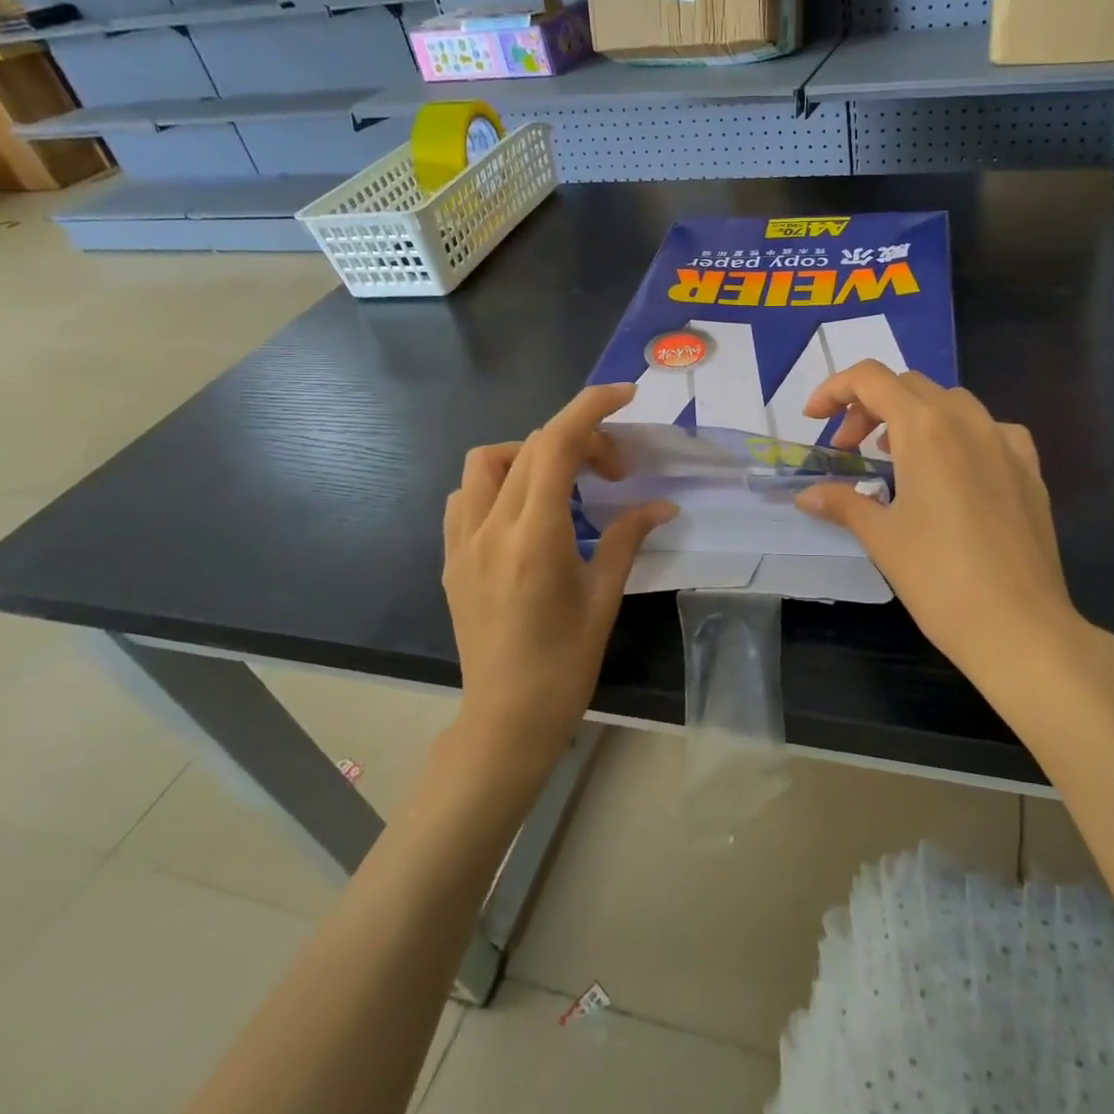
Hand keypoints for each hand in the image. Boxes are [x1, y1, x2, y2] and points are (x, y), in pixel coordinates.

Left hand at [442, 383, 675, 768]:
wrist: (506, 718)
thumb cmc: (565, 664)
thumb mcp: (605, 597)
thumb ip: (629, 538)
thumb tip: (662, 504)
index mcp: (535, 536)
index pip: (556, 444)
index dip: (590, 408)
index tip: (623, 396)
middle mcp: (491, 528)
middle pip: (529, 446)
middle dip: (578, 440)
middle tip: (613, 472)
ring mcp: (463, 543)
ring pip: (487, 463)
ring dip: (530, 455)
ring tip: (563, 485)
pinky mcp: (452, 559)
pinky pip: (466, 497)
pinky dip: (498, 483)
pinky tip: (524, 513)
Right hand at [794, 363, 1112, 696]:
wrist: (1019, 626)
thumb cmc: (939, 579)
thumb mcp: (881, 537)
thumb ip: (843, 503)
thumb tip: (808, 495)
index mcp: (925, 428)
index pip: (871, 379)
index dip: (835, 390)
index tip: (814, 420)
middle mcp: (968, 421)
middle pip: (909, 386)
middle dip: (869, 408)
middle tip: (849, 450)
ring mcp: (1006, 441)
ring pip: (951, 402)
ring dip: (913, 416)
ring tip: (896, 459)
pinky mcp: (1030, 468)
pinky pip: (989, 429)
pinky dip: (958, 434)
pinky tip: (953, 471)